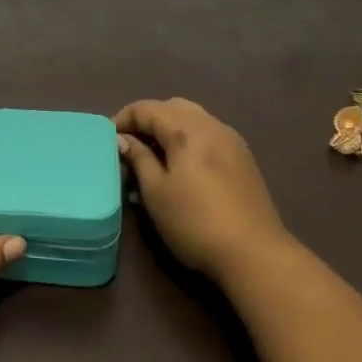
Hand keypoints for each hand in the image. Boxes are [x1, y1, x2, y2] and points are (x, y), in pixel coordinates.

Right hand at [115, 98, 292, 285]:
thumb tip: (123, 139)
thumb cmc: (195, 221)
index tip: (107, 139)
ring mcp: (232, 142)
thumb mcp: (156, 192)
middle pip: (173, 107)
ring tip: (152, 158)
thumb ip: (138, 159)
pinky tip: (180, 169)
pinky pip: (208, 136)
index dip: (123, 119)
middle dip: (148, 120)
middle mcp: (211, 126)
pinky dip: (188, 141)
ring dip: (169, 130)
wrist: (254, 253)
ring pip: (193, 120)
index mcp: (187, 129)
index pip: (147, 109)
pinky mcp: (242, 160)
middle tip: (130, 144)